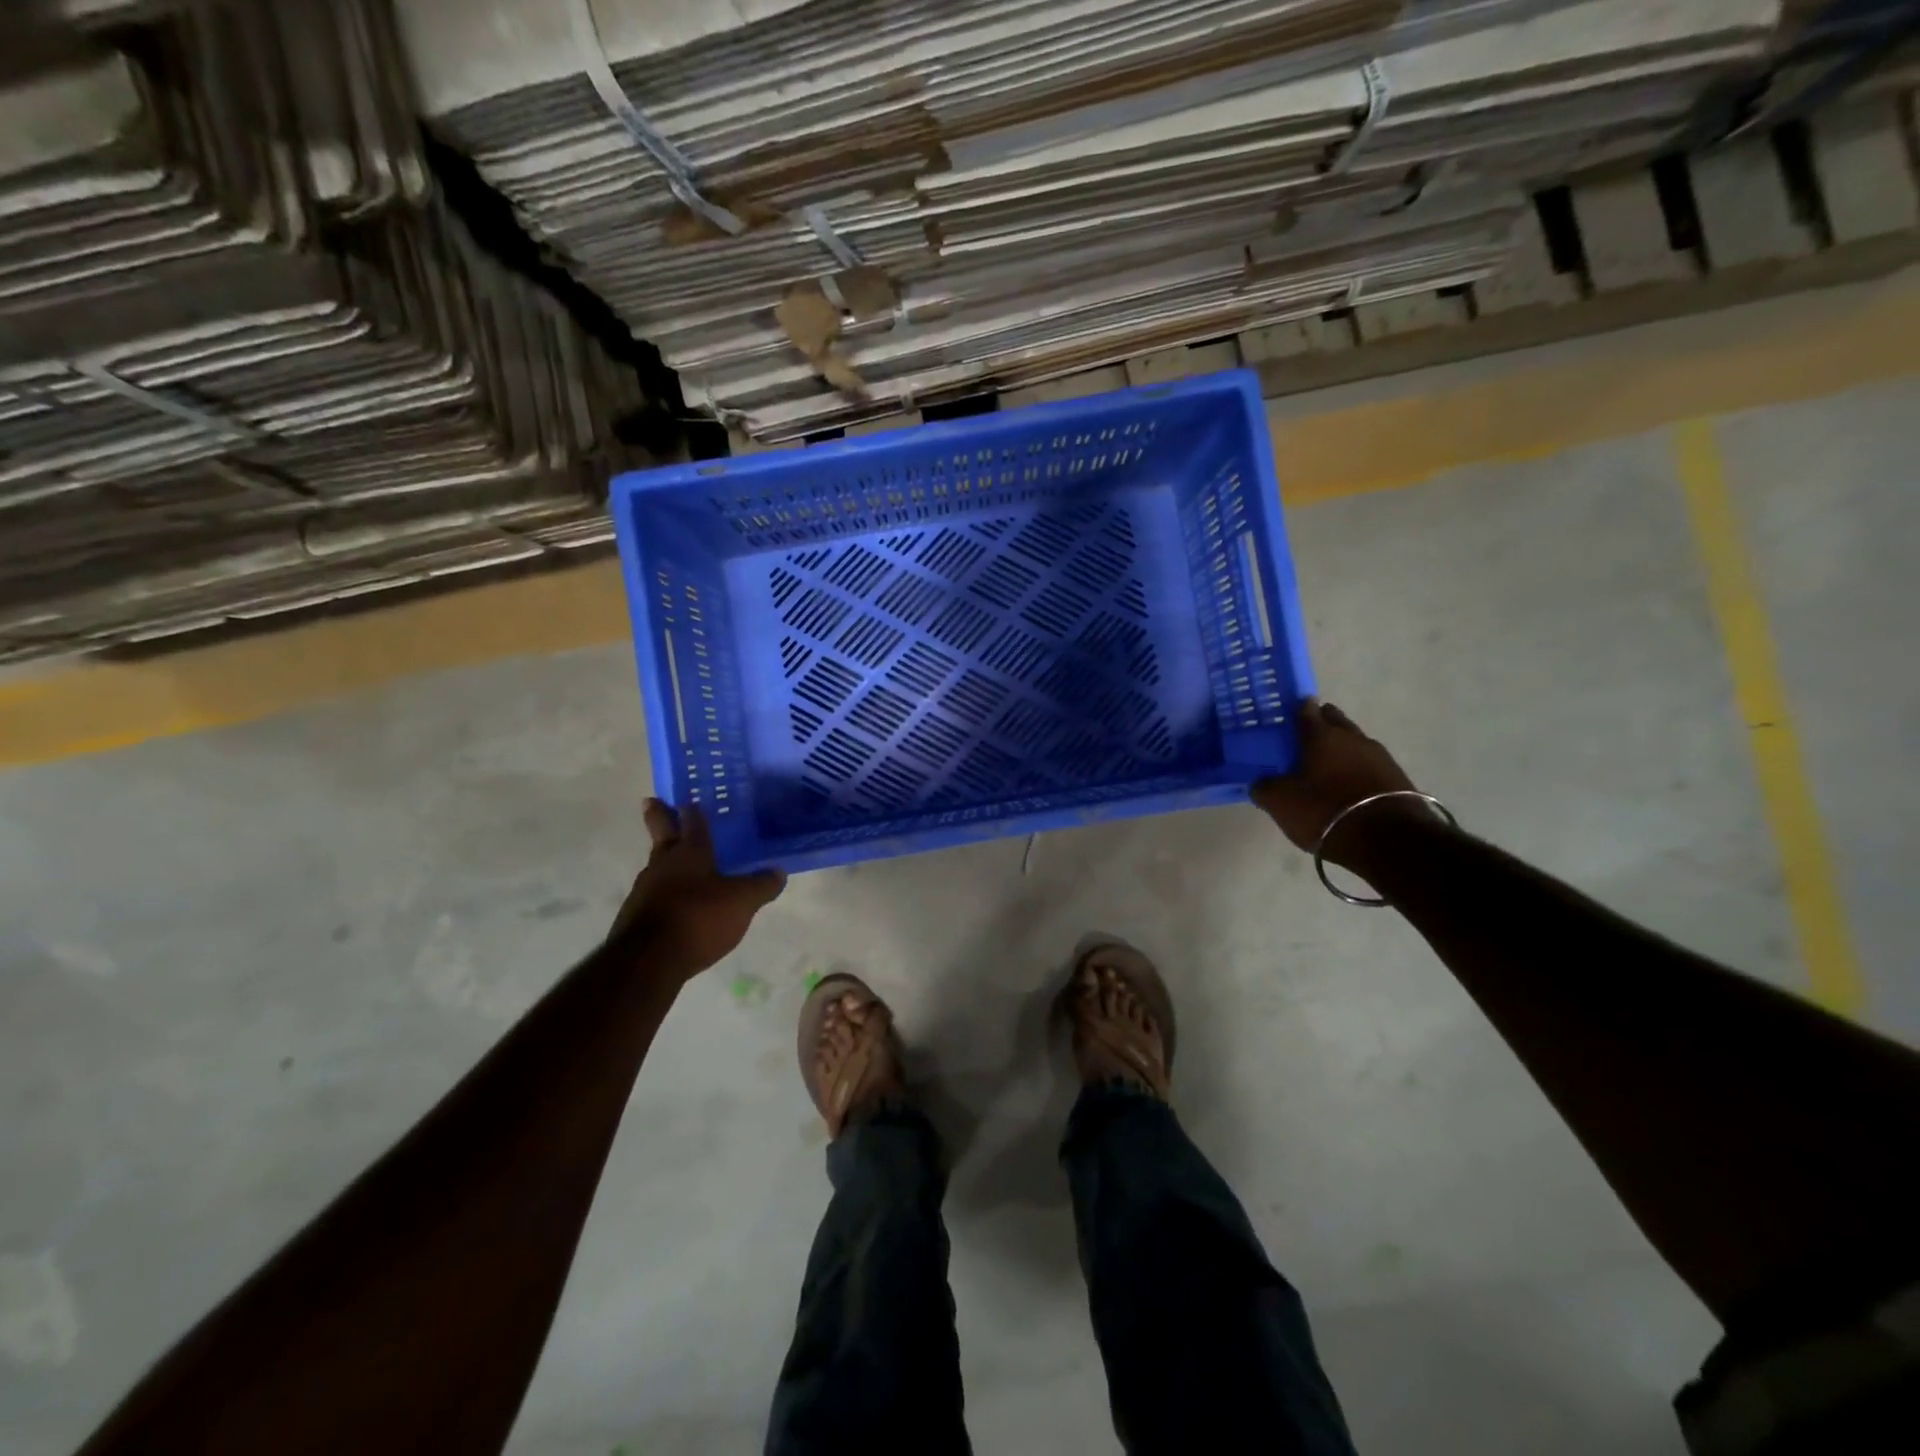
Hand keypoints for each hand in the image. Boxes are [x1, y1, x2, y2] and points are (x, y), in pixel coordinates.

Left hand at [612, 800, 785, 977]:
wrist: (647, 961)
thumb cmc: (698, 918)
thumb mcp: (742, 902)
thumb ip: (761, 885)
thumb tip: (778, 871)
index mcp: (690, 852)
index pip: (692, 822)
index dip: (693, 810)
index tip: (689, 799)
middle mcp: (663, 864)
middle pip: (661, 834)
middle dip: (658, 817)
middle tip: (652, 802)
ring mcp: (644, 890)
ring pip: (656, 865)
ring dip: (664, 859)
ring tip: (676, 862)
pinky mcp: (634, 916)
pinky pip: (652, 894)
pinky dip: (663, 891)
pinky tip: (674, 903)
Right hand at [1252, 700, 1420, 868]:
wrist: (1388, 840)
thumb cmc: (1324, 811)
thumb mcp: (1281, 802)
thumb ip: (1265, 787)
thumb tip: (1260, 782)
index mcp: (1322, 735)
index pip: (1306, 710)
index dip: (1295, 709)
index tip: (1286, 714)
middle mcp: (1352, 737)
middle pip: (1334, 721)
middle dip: (1321, 724)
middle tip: (1303, 738)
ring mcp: (1379, 756)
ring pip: (1354, 742)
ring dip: (1341, 749)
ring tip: (1325, 765)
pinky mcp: (1397, 777)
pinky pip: (1369, 764)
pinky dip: (1356, 768)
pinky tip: (1348, 784)